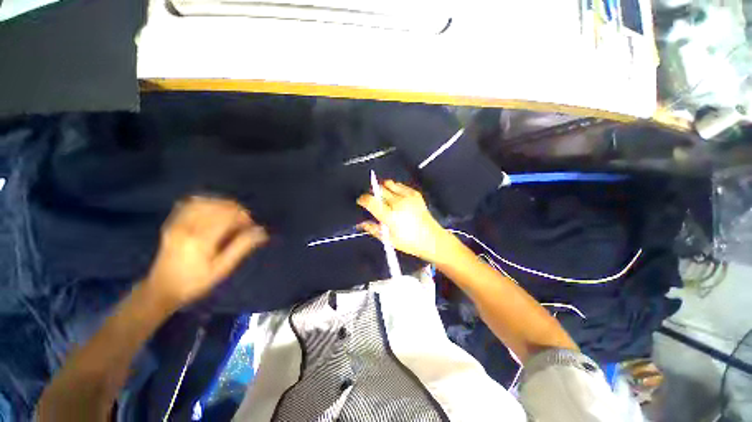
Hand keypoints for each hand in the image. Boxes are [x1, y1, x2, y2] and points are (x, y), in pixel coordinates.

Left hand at [143, 197, 268, 307]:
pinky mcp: (172, 223)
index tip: (251, 227)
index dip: (244, 217)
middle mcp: (188, 226)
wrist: (162, 289)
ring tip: (231, 216)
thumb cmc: (196, 282)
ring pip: (205, 201)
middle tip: (243, 223)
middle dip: (236, 210)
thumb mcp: (222, 269)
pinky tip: (213, 210)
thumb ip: (241, 247)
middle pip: (218, 206)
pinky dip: (206, 202)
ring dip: (222, 205)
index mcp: (201, 239)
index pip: (228, 215)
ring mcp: (177, 223)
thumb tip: (261, 231)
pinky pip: (190, 203)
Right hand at [357, 180, 454, 262]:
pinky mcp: (415, 194)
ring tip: (383, 197)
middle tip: (373, 200)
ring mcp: (408, 197)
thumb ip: (373, 229)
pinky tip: (395, 197)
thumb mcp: (389, 239)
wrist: (432, 239)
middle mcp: (398, 203)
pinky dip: (394, 188)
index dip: (363, 199)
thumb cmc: (409, 242)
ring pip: (389, 184)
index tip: (361, 201)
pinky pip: (400, 185)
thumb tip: (361, 223)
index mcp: (390, 216)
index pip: (371, 201)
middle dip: (372, 193)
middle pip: (379, 189)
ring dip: (383, 188)